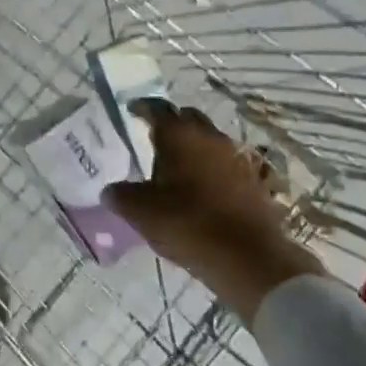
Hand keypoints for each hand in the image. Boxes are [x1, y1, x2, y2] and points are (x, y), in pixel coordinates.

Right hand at [105, 100, 327, 321]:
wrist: (248, 257)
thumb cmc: (187, 224)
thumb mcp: (141, 212)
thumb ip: (121, 196)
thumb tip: (110, 191)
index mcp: (179, 135)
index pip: (156, 108)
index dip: (141, 107)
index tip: (131, 110)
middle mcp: (210, 137)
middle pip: (188, 118)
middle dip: (172, 123)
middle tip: (155, 137)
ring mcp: (237, 157)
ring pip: (211, 140)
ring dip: (195, 146)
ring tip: (179, 164)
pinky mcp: (255, 180)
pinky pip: (229, 163)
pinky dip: (215, 168)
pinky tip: (206, 185)